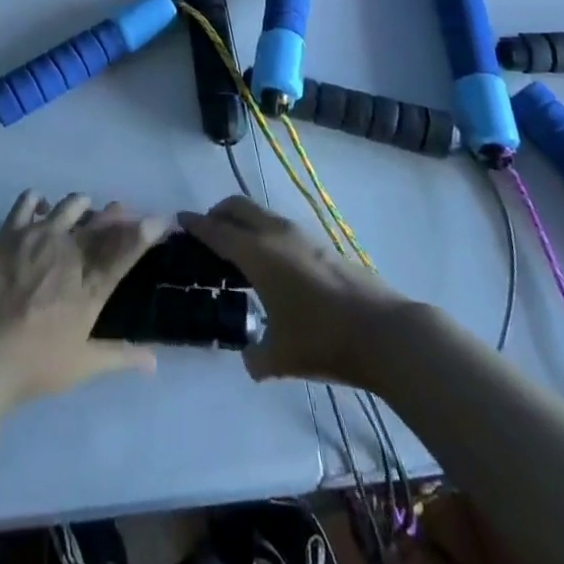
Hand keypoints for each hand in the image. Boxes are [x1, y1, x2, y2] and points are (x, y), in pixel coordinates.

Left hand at [0, 191, 166, 405]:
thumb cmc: (34, 365)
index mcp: (91, 284)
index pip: (128, 248)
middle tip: (120, 212)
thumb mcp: (81, 366)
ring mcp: (40, 236)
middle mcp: (71, 251)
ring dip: (81, 205)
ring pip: (70, 205)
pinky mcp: (11, 232)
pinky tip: (40, 209)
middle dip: (116, 214)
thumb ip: (119, 357)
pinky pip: (28, 202)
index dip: (148, 230)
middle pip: (102, 222)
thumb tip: (154, 363)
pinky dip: (38, 201)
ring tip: (82, 209)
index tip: (161, 219)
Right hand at [180, 195, 411, 385]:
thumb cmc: (322, 340)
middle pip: (238, 206)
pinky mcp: (321, 244)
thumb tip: (249, 357)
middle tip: (207, 232)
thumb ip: (255, 356)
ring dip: (244, 222)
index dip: (195, 224)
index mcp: (256, 253)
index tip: (179, 219)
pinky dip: (266, 234)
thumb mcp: (280, 357)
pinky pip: (281, 228)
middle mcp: (275, 233)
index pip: (216, 230)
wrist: (384, 331)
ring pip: (261, 214)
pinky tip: (272, 265)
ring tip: (239, 250)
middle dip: (218, 213)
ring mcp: (301, 235)